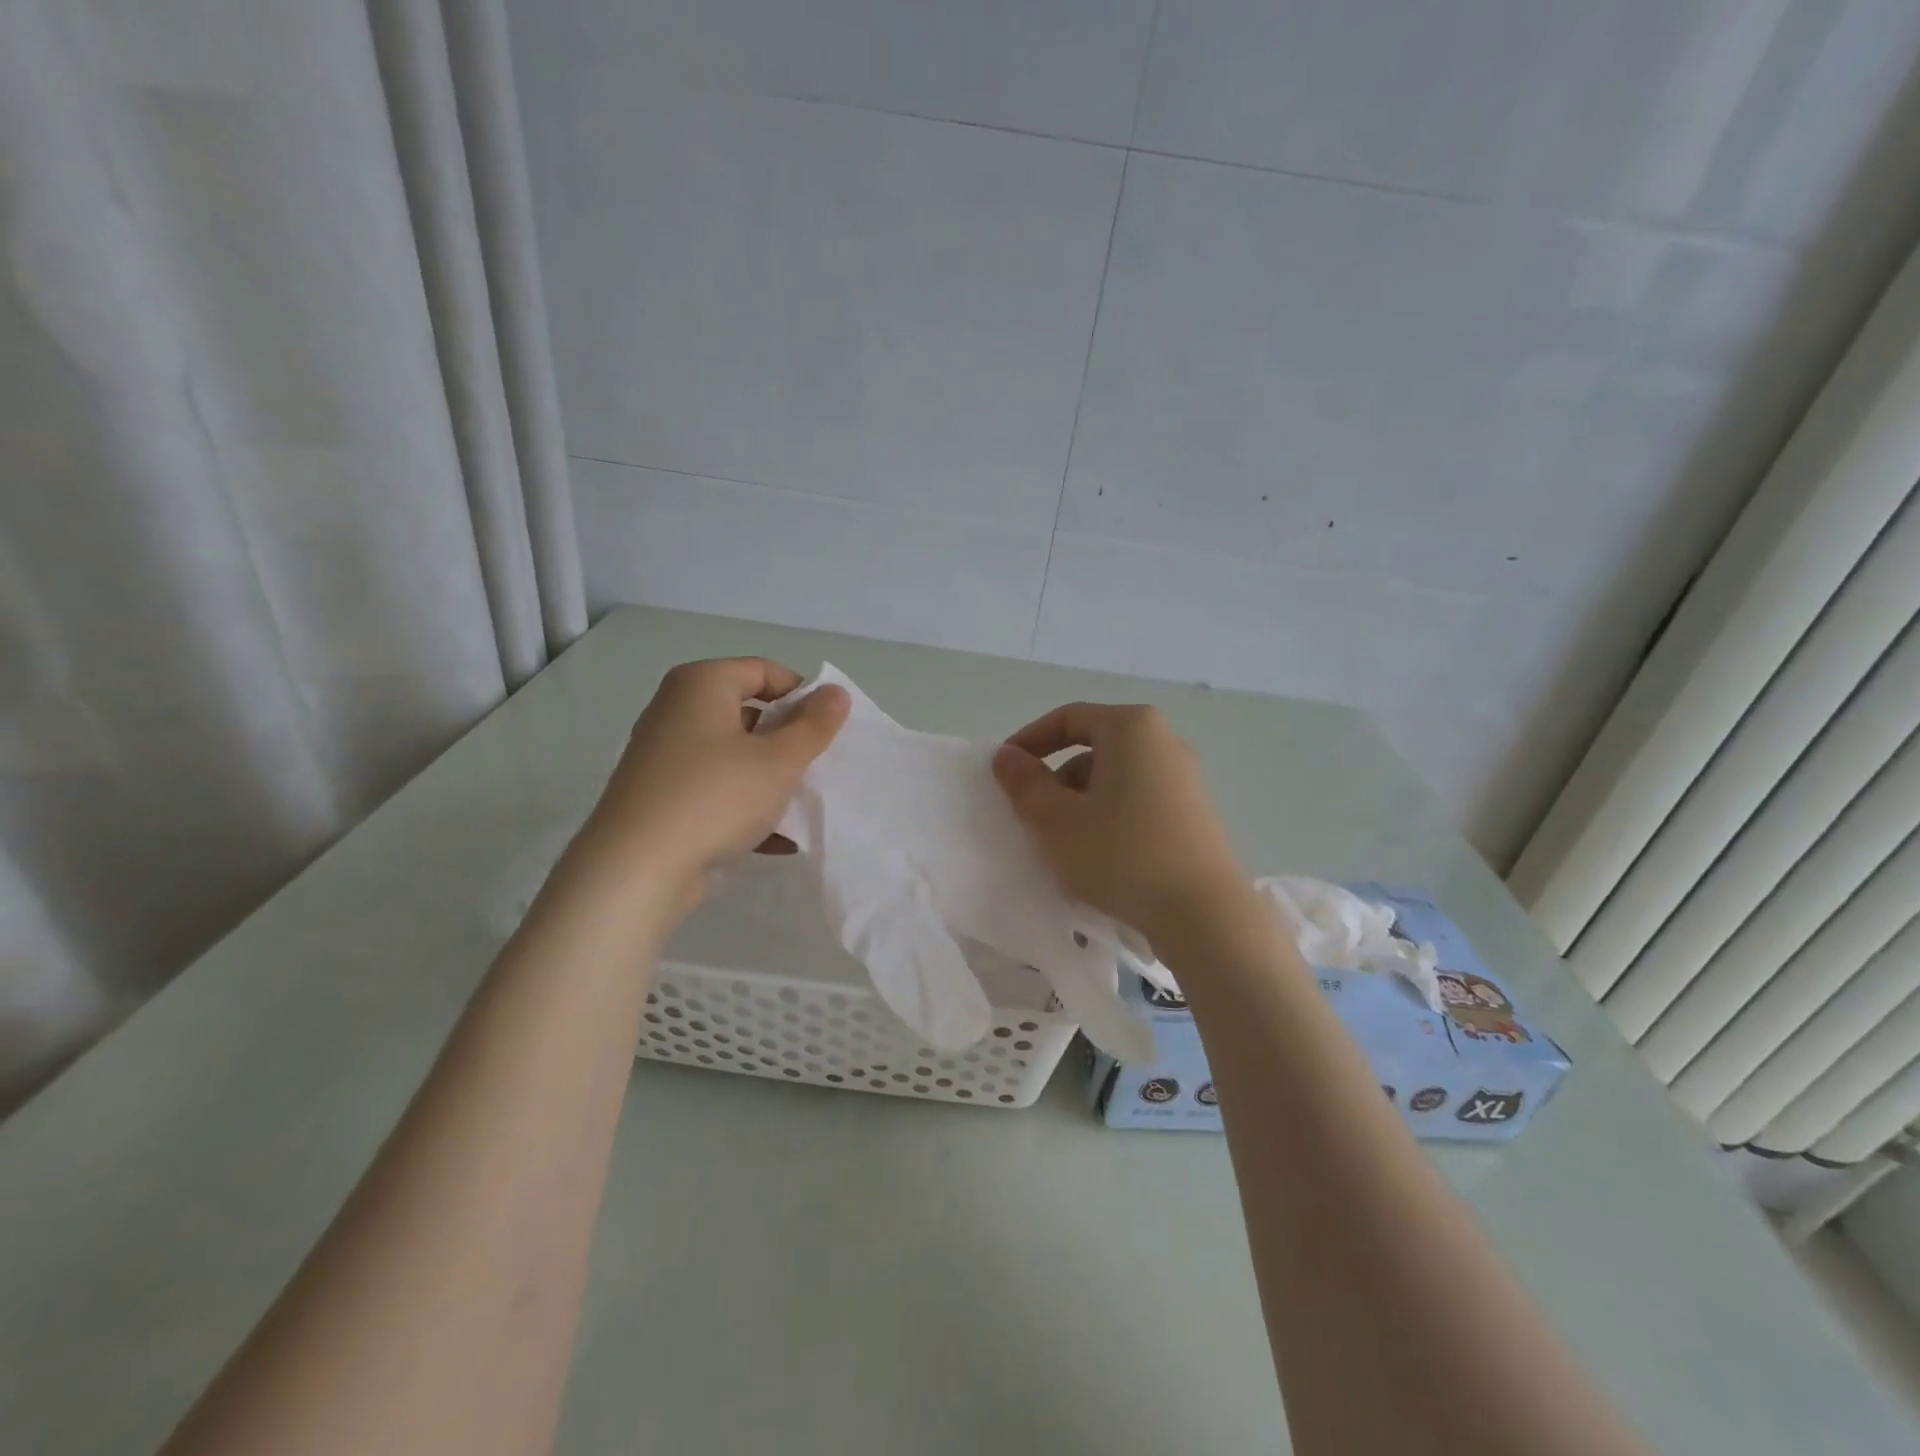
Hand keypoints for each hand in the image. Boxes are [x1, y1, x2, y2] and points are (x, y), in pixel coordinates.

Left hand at [582, 658, 848, 900]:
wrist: (637, 869)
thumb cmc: (715, 796)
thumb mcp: (779, 759)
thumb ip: (814, 725)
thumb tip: (836, 693)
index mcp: (701, 684)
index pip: (764, 670)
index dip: (802, 695)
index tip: (828, 729)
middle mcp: (676, 710)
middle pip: (748, 713)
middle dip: (788, 741)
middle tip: (818, 767)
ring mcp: (665, 756)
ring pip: (734, 756)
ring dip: (771, 778)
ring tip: (802, 805)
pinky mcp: (662, 797)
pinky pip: (716, 790)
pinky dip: (745, 806)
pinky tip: (778, 840)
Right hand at [992, 702, 1247, 944]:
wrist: (1204, 914)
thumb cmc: (1122, 855)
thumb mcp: (1058, 820)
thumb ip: (1025, 783)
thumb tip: (1006, 756)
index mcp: (1132, 728)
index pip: (1068, 718)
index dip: (1029, 741)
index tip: (1005, 772)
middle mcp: (1164, 741)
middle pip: (1094, 747)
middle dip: (1056, 777)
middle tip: (1032, 814)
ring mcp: (1184, 777)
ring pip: (1116, 776)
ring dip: (1081, 801)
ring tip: (1064, 842)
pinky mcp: (1194, 811)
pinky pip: (1138, 799)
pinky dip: (1110, 815)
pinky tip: (1100, 855)